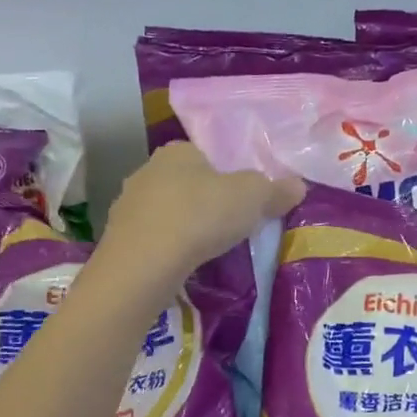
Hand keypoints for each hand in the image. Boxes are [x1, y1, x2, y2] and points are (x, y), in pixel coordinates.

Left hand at [102, 143, 304, 288]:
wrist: (142, 265)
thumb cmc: (200, 216)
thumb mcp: (253, 198)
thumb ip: (276, 190)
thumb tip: (298, 185)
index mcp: (178, 151)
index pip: (208, 154)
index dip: (230, 172)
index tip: (246, 196)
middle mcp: (148, 169)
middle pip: (187, 181)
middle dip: (208, 200)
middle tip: (233, 223)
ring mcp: (128, 205)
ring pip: (167, 210)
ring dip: (186, 225)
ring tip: (210, 247)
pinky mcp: (118, 238)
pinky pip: (154, 238)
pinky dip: (169, 247)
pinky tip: (184, 264)